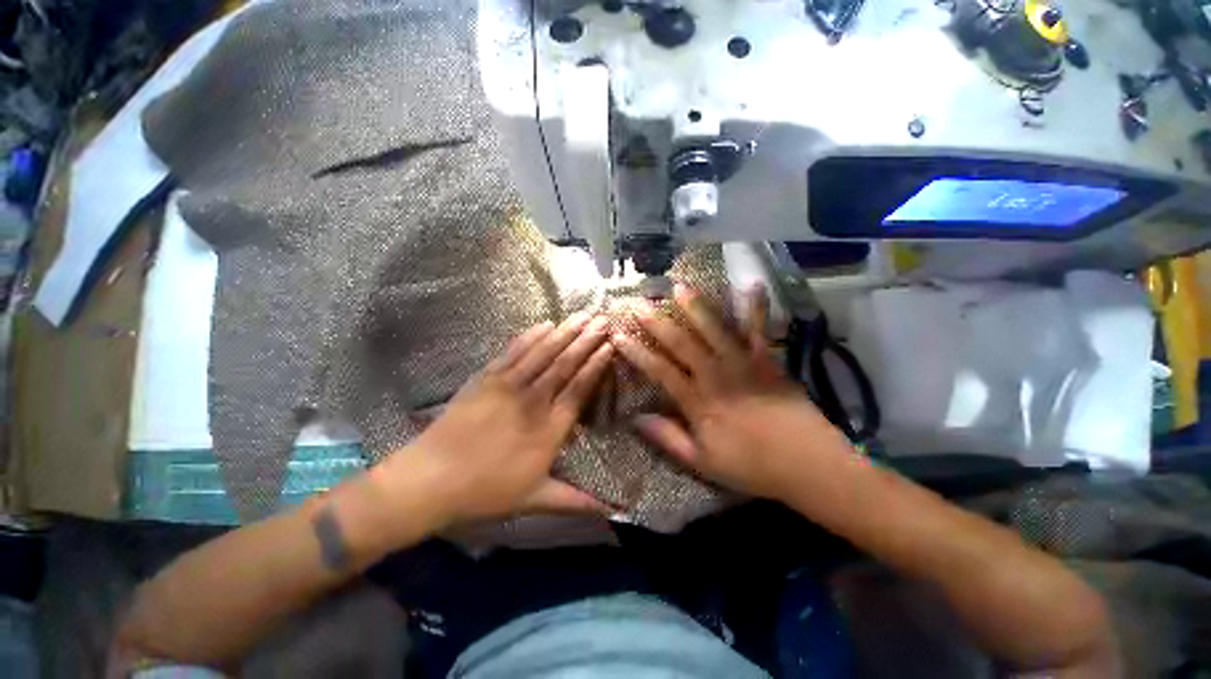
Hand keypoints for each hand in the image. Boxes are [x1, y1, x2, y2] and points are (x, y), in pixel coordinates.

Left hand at [386, 313, 614, 526]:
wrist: (429, 480)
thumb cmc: (485, 491)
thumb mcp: (534, 499)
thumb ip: (575, 501)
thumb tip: (612, 510)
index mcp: (548, 429)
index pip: (579, 389)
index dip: (595, 366)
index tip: (609, 346)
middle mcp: (533, 401)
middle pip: (565, 364)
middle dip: (586, 340)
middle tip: (603, 319)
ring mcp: (508, 385)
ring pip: (543, 353)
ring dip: (564, 332)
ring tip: (582, 315)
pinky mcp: (486, 378)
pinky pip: (513, 352)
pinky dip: (530, 336)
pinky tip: (544, 324)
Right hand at [612, 285, 850, 501]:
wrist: (807, 465)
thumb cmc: (751, 466)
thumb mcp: (702, 462)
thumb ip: (667, 438)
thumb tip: (635, 418)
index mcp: (698, 401)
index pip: (659, 370)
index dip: (637, 352)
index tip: (619, 335)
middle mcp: (716, 376)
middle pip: (682, 343)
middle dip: (657, 322)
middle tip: (639, 302)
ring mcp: (743, 364)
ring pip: (714, 330)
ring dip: (696, 307)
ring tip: (680, 286)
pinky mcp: (768, 360)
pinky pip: (760, 330)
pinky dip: (756, 307)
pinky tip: (752, 284)